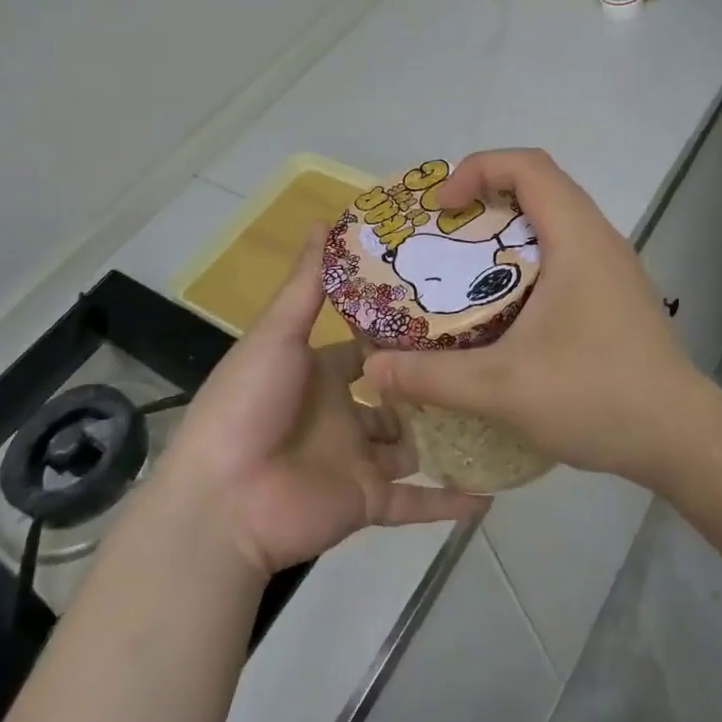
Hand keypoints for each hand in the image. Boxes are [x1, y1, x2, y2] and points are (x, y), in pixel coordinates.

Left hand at [158, 228, 485, 576]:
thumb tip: (326, 219)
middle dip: (433, 381)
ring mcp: (358, 459)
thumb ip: (308, 284)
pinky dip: (450, 502)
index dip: (403, 331)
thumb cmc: (249, 405)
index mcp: (321, 373)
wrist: (222, 502)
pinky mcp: (369, 501)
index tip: (451, 305)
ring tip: (500, 410)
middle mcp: (344, 413)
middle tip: (489, 356)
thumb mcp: (278, 335)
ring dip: (448, 432)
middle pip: (398, 394)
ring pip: (413, 444)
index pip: (370, 347)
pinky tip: (492, 494)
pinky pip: (417, 502)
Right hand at [365, 149, 721, 488]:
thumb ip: (432, 377)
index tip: (442, 209)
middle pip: (539, 186)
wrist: (682, 438)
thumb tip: (371, 370)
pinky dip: (528, 262)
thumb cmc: (597, 396)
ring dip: (506, 233)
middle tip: (443, 237)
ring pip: (554, 222)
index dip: (477, 169)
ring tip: (465, 272)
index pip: (528, 165)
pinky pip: (566, 254)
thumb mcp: (503, 388)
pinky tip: (505, 311)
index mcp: (577, 238)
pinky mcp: (617, 294)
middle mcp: (600, 239)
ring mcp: (613, 267)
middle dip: (485, 199)